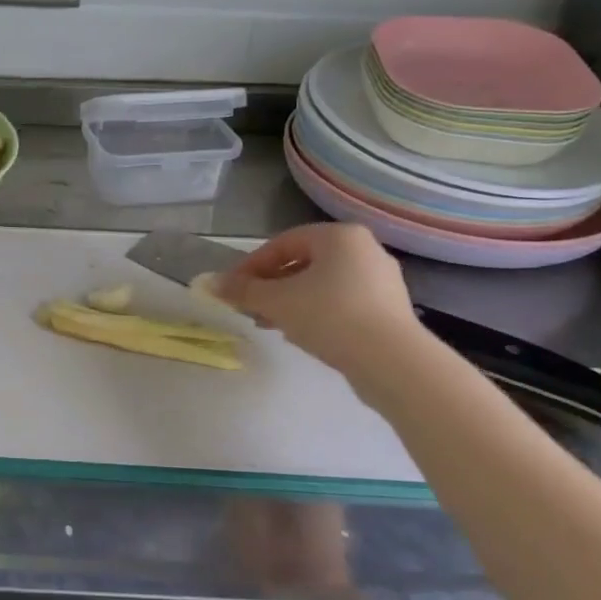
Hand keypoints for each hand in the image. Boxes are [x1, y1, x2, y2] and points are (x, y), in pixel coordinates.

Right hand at [214, 223, 422, 379]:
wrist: (392, 362)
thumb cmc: (330, 317)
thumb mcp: (276, 301)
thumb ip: (242, 290)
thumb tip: (208, 283)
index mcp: (339, 236)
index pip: (282, 242)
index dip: (251, 265)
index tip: (232, 289)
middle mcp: (364, 249)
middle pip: (303, 262)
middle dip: (270, 285)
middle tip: (249, 308)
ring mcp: (381, 280)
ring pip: (322, 284)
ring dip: (290, 301)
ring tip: (270, 324)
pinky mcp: (389, 309)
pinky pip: (341, 302)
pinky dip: (316, 313)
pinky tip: (301, 334)